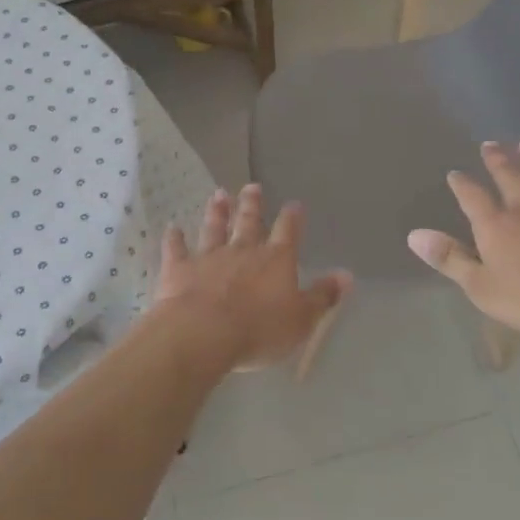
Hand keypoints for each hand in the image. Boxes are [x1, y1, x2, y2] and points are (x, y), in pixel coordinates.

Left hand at [153, 185, 352, 369]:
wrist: (203, 333)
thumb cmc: (259, 330)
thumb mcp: (301, 319)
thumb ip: (322, 296)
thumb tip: (347, 275)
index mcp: (276, 260)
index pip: (288, 232)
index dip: (292, 218)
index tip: (293, 204)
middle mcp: (243, 250)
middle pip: (249, 222)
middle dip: (252, 204)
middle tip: (251, 186)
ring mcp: (209, 256)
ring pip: (214, 228)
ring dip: (217, 212)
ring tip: (218, 195)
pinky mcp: (180, 268)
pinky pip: (177, 248)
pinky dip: (174, 238)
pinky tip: (172, 228)